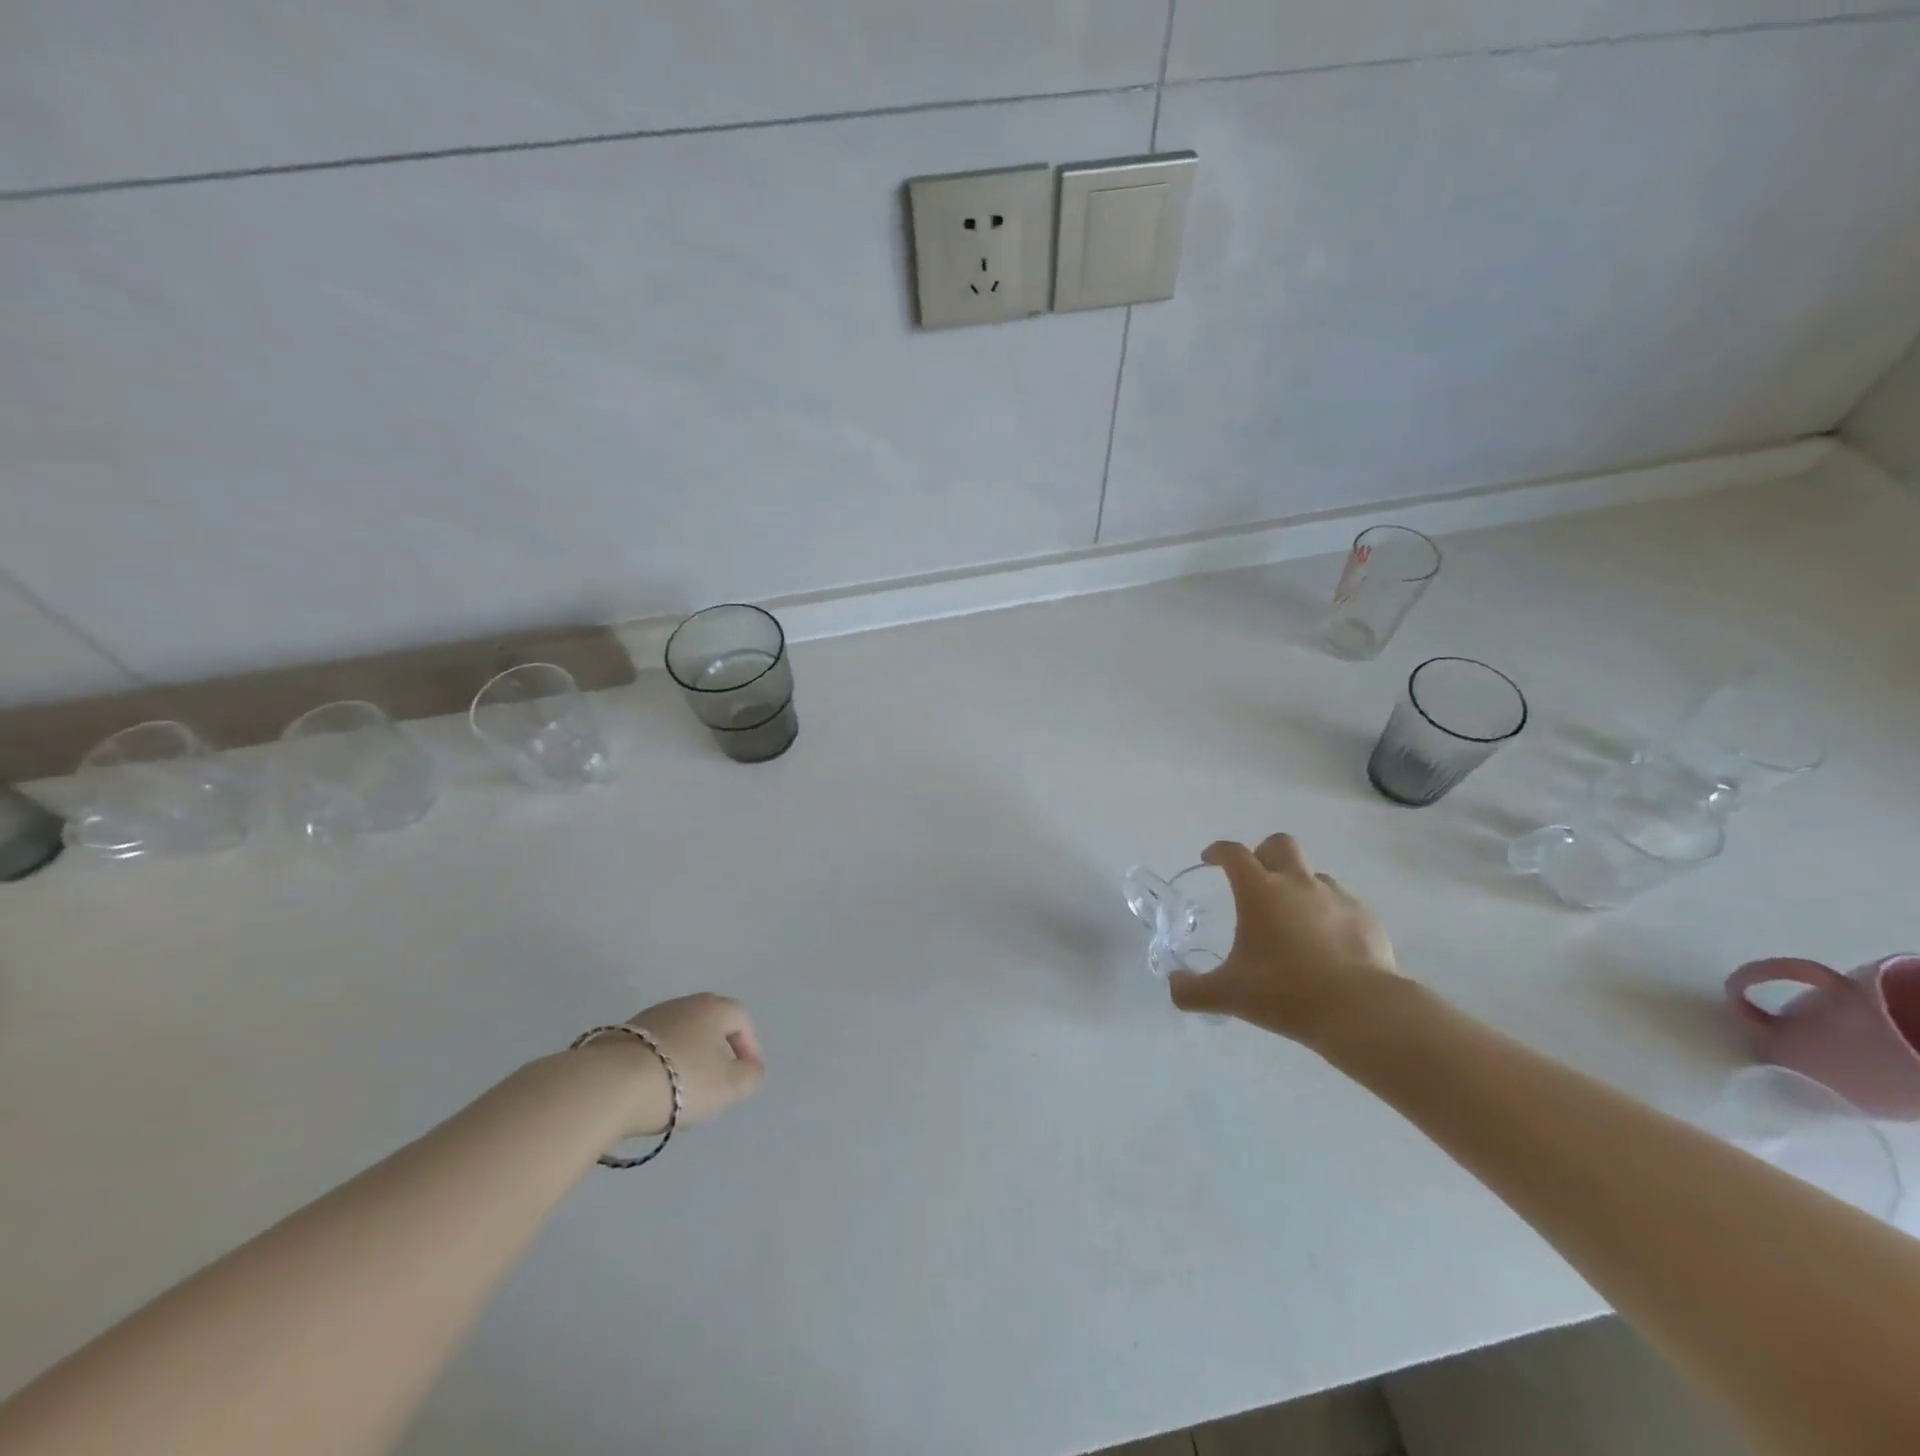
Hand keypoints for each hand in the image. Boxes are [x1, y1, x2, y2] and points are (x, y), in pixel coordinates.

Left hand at [581, 993, 766, 1137]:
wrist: (609, 1085)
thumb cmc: (682, 1080)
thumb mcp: (729, 1086)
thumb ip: (750, 1077)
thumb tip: (752, 1069)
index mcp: (714, 1008)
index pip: (741, 1019)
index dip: (749, 1047)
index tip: (746, 1075)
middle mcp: (684, 1004)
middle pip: (709, 1023)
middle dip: (717, 1049)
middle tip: (717, 1079)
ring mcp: (649, 1017)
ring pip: (679, 1034)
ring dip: (686, 1056)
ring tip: (682, 1090)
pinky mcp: (620, 1036)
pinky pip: (652, 1047)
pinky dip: (659, 1064)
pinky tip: (653, 1089)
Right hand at [1167, 835, 1398, 1039]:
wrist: (1361, 1010)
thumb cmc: (1286, 993)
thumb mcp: (1229, 995)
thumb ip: (1192, 990)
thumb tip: (1173, 986)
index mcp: (1259, 891)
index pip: (1233, 853)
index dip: (1218, 851)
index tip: (1210, 860)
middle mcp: (1297, 883)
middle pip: (1279, 844)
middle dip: (1263, 853)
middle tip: (1255, 880)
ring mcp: (1336, 897)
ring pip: (1313, 874)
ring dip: (1299, 886)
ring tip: (1293, 921)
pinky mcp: (1366, 917)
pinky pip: (1342, 903)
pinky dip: (1329, 914)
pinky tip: (1327, 944)